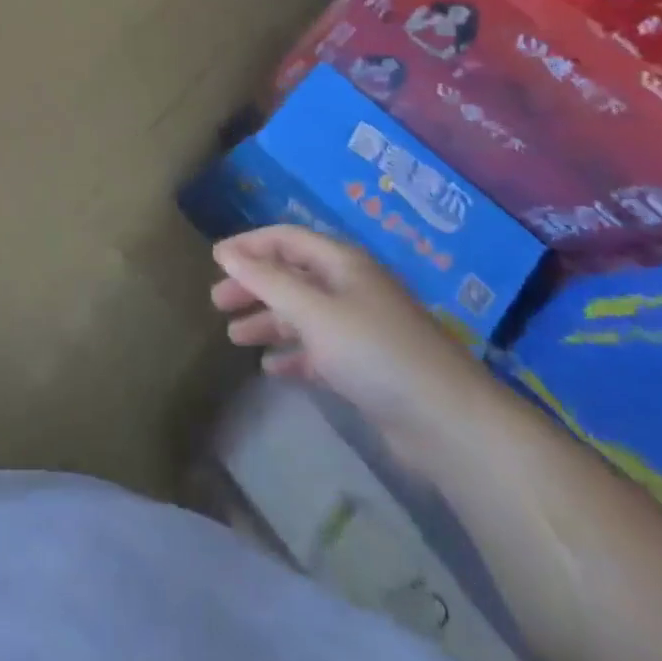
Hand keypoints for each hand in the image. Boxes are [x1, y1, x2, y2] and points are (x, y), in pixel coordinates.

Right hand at [211, 225, 490, 444]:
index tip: (215, 260)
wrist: (446, 421)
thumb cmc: (374, 351)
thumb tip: (225, 252)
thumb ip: (267, 280)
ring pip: (302, 315)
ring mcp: (359, 328)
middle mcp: (350, 288)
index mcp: (342, 263)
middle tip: (218, 303)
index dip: (250, 245)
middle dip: (254, 286)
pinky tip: (271, 368)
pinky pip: (318, 351)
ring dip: (268, 322)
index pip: (287, 239)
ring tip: (234, 337)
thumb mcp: (313, 310)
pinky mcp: (365, 367)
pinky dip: (293, 354)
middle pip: (292, 276)